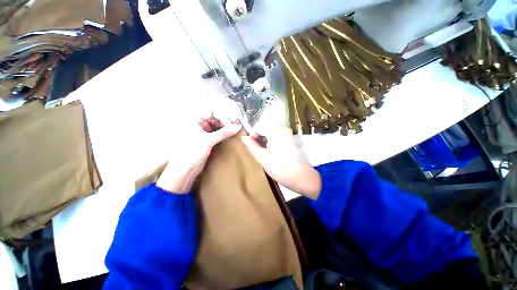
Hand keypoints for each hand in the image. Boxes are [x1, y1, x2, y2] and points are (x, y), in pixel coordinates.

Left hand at [156, 116, 240, 193]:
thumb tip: (238, 126)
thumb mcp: (208, 140)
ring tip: (235, 130)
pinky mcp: (207, 139)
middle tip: (236, 126)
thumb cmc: (192, 152)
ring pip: (217, 125)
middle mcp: (198, 124)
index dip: (223, 115)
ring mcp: (203, 131)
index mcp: (194, 120)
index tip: (233, 121)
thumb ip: (224, 132)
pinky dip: (224, 133)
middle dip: (225, 121)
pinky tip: (231, 134)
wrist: (185, 170)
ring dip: (226, 127)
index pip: (211, 112)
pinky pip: (217, 133)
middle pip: (215, 118)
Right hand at [241, 125, 321, 199]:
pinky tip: (270, 151)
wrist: (300, 177)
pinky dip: (270, 141)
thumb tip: (243, 137)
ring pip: (270, 132)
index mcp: (275, 130)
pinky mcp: (290, 138)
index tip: (249, 146)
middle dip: (258, 138)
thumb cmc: (279, 167)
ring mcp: (288, 133)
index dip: (251, 135)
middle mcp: (282, 128)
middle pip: (264, 128)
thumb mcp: (261, 157)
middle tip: (255, 150)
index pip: (258, 127)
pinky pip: (276, 136)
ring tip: (262, 152)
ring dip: (264, 140)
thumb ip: (251, 145)